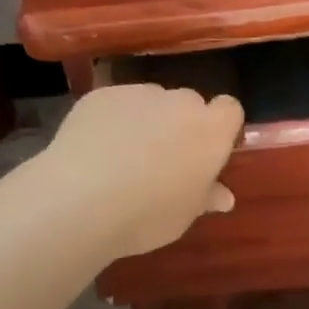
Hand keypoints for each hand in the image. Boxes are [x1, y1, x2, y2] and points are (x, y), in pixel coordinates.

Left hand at [37, 84, 245, 258]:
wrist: (78, 200)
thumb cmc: (146, 215)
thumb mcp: (184, 216)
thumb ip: (206, 197)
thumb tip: (224, 196)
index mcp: (211, 130)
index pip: (230, 109)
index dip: (220, 127)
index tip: (206, 152)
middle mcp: (180, 102)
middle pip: (189, 103)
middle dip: (181, 124)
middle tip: (163, 159)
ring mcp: (140, 93)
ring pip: (151, 102)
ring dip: (146, 120)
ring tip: (122, 156)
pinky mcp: (103, 94)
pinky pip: (117, 104)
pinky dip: (113, 120)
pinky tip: (95, 149)